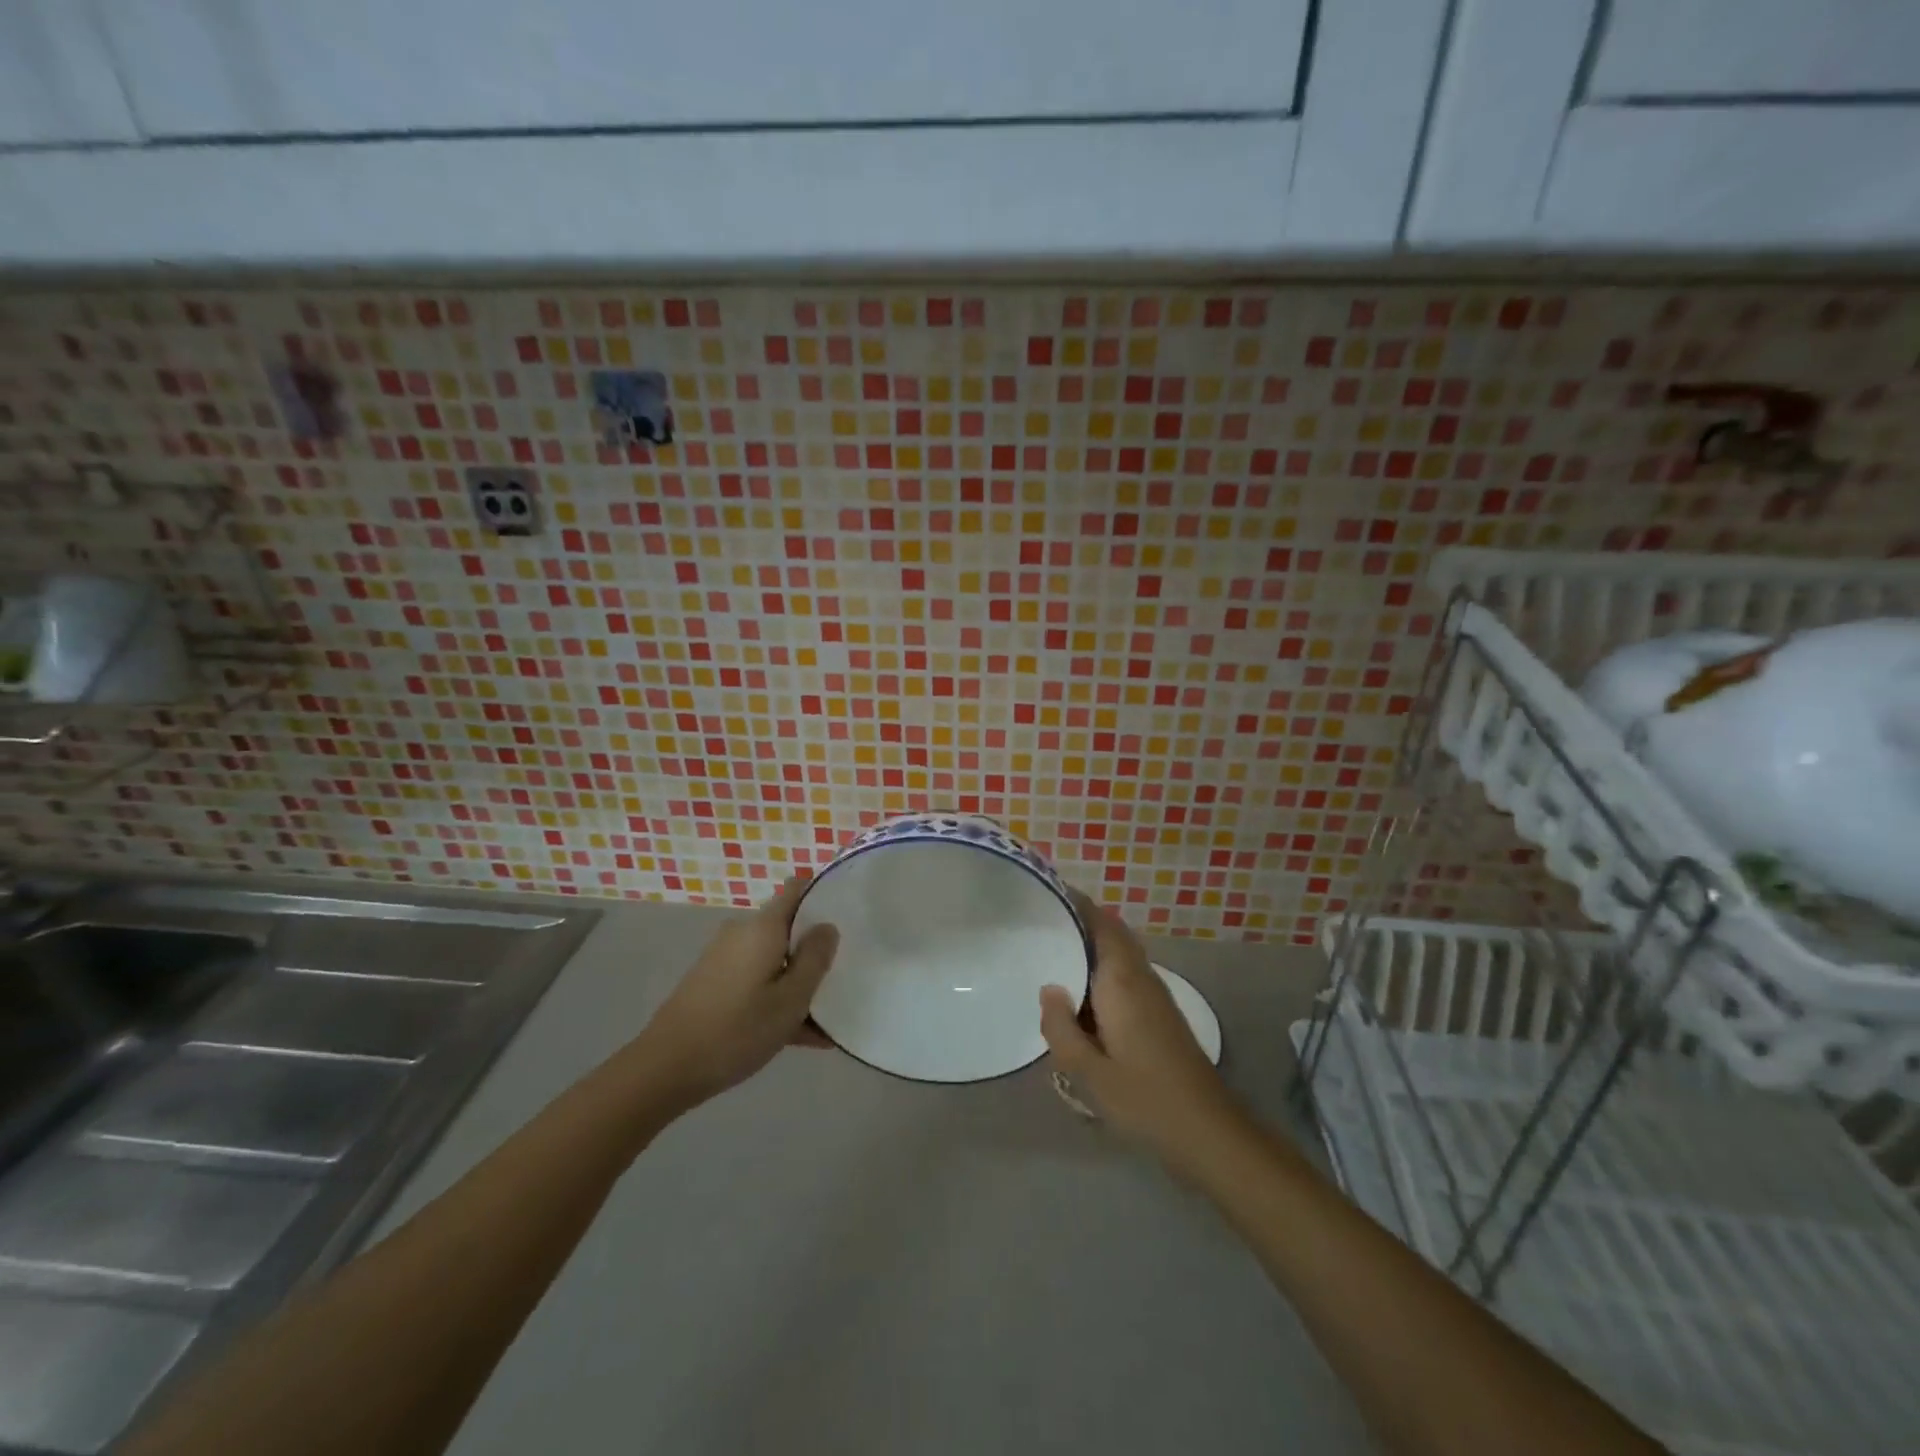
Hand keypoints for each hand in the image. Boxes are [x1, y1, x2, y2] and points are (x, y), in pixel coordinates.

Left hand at [630, 878, 838, 1111]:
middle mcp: (742, 934)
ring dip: (799, 983)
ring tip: (829, 1020)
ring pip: (775, 961)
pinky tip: (803, 1037)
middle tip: (844, 975)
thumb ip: (815, 959)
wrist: (665, 1069)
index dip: (822, 894)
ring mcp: (724, 960)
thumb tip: (827, 926)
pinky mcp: (714, 985)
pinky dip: (777, 1000)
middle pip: (788, 929)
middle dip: (815, 950)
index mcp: (763, 927)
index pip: (797, 889)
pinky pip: (757, 982)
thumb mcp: (791, 999)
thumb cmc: (737, 1029)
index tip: (848, 913)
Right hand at [1039, 893, 1245, 1168]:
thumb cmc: (1146, 1099)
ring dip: (1090, 947)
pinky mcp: (1159, 1013)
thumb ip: (1061, 1029)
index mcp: (1122, 980)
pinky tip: (1080, 996)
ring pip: (1119, 954)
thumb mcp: (1090, 1072)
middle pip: (1110, 932)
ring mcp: (1154, 994)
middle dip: (1079, 922)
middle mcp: (1140, 976)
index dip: (1075, 904)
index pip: (1100, 923)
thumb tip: (1048, 988)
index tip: (1046, 895)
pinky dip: (1101, 970)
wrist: (1209, 1130)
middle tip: (1040, 925)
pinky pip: (1125, 974)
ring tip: (1052, 954)